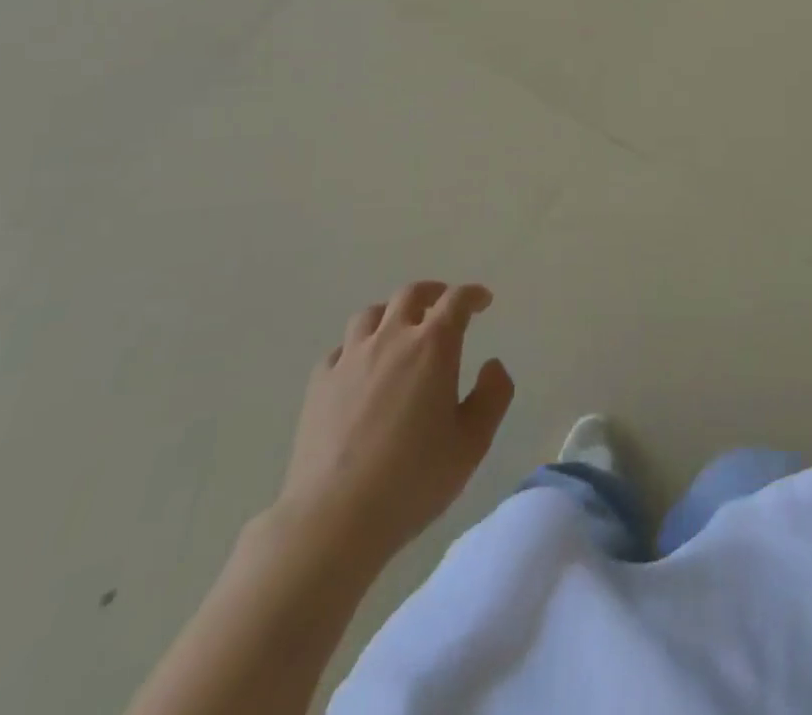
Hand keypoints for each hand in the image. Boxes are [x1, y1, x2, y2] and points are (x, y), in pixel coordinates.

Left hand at [274, 281, 512, 561]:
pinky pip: (341, 348)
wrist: (333, 518)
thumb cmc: (413, 480)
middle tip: (444, 303)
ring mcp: (350, 358)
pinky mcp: (319, 383)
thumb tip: (492, 364)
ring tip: (400, 328)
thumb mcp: (472, 443)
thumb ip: (492, 396)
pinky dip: (358, 347)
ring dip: (392, 313)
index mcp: (433, 347)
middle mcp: (391, 339)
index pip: (456, 301)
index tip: (483, 301)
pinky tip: (360, 367)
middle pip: (411, 294)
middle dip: (433, 292)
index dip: (472, 295)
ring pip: (371, 314)